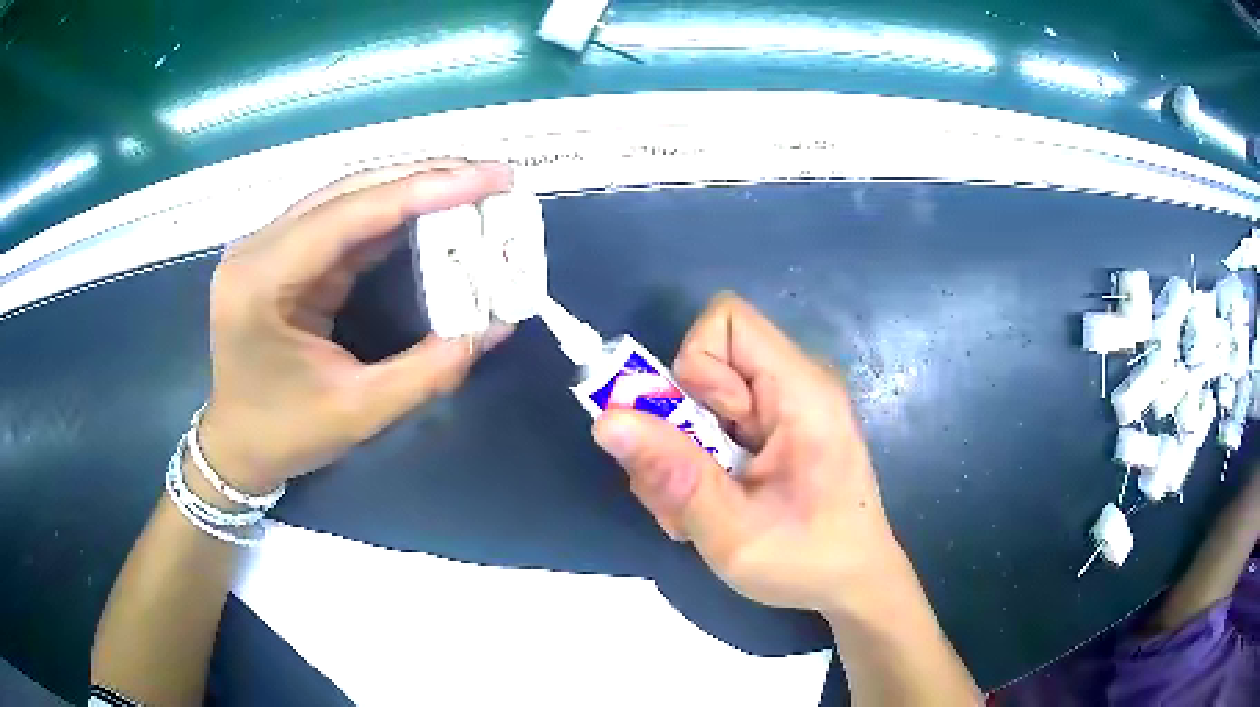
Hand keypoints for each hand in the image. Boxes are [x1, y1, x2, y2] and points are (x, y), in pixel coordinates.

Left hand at [197, 160, 513, 494]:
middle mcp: (259, 247)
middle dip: (424, 178)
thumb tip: (495, 327)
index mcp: (262, 282)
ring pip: (348, 198)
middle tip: (491, 177)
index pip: (347, 216)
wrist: (236, 446)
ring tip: (471, 187)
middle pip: (348, 191)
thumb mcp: (358, 412)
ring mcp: (268, 245)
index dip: (421, 190)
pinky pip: (343, 221)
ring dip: (410, 190)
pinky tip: (430, 211)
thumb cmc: (284, 435)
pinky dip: (392, 215)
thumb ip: (429, 370)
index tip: (487, 178)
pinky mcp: (284, 254)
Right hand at [593, 293, 902, 614]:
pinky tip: (711, 508)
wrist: (854, 586)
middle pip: (705, 366)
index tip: (704, 432)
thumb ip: (673, 476)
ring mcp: (783, 412)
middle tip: (682, 491)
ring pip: (700, 403)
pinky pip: (714, 427)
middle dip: (674, 427)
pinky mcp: (774, 435)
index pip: (728, 321)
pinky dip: (696, 465)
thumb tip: (606, 420)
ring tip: (696, 512)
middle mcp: (793, 386)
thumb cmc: (808, 562)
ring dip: (680, 455)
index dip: (697, 368)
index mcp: (801, 391)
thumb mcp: (733, 532)